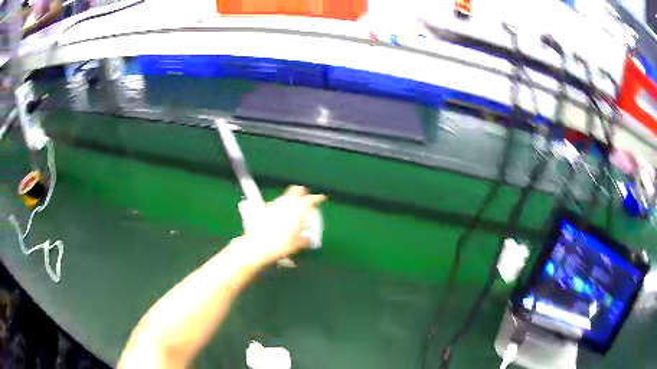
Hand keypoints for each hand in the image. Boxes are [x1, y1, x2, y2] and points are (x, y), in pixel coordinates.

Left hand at [237, 185, 324, 266]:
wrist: (258, 245)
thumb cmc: (280, 244)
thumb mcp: (297, 244)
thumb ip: (304, 240)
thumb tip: (308, 240)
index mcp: (298, 210)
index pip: (310, 200)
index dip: (317, 198)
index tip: (321, 198)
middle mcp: (287, 204)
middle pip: (296, 190)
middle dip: (301, 191)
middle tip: (305, 195)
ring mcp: (275, 205)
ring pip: (285, 195)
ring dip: (290, 197)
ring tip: (293, 203)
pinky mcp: (266, 209)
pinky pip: (276, 202)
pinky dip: (280, 204)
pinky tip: (280, 210)